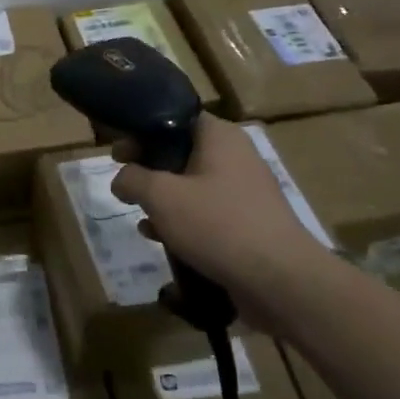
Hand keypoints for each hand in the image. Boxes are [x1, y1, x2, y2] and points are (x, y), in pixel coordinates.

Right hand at [110, 115, 333, 327]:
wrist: (281, 282)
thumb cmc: (218, 224)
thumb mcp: (162, 196)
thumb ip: (133, 179)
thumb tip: (121, 179)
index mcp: (219, 136)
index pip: (174, 117)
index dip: (141, 130)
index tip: (118, 151)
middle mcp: (236, 156)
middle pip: (181, 152)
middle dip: (149, 168)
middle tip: (124, 183)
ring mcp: (245, 192)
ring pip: (192, 185)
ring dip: (164, 199)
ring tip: (141, 217)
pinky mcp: (249, 224)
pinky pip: (208, 213)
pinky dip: (184, 221)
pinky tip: (163, 240)